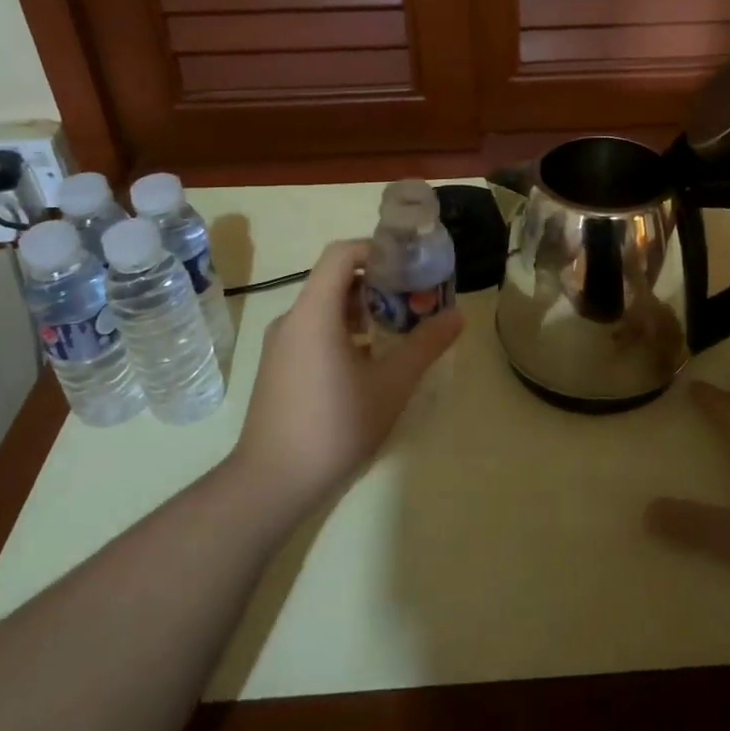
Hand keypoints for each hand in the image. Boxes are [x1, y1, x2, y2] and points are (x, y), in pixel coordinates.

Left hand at [230, 239, 463, 513]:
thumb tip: (457, 315)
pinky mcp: (277, 368)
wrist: (272, 481)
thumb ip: (425, 345)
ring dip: (362, 311)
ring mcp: (280, 345)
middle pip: (335, 280)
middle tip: (414, 302)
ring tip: (397, 332)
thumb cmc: (335, 425)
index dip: (377, 249)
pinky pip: (313, 332)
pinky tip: (368, 364)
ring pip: (324, 309)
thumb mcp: (391, 384)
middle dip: (377, 284)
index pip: (341, 253)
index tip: (410, 266)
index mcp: (314, 311)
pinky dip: (343, 332)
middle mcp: (291, 319)